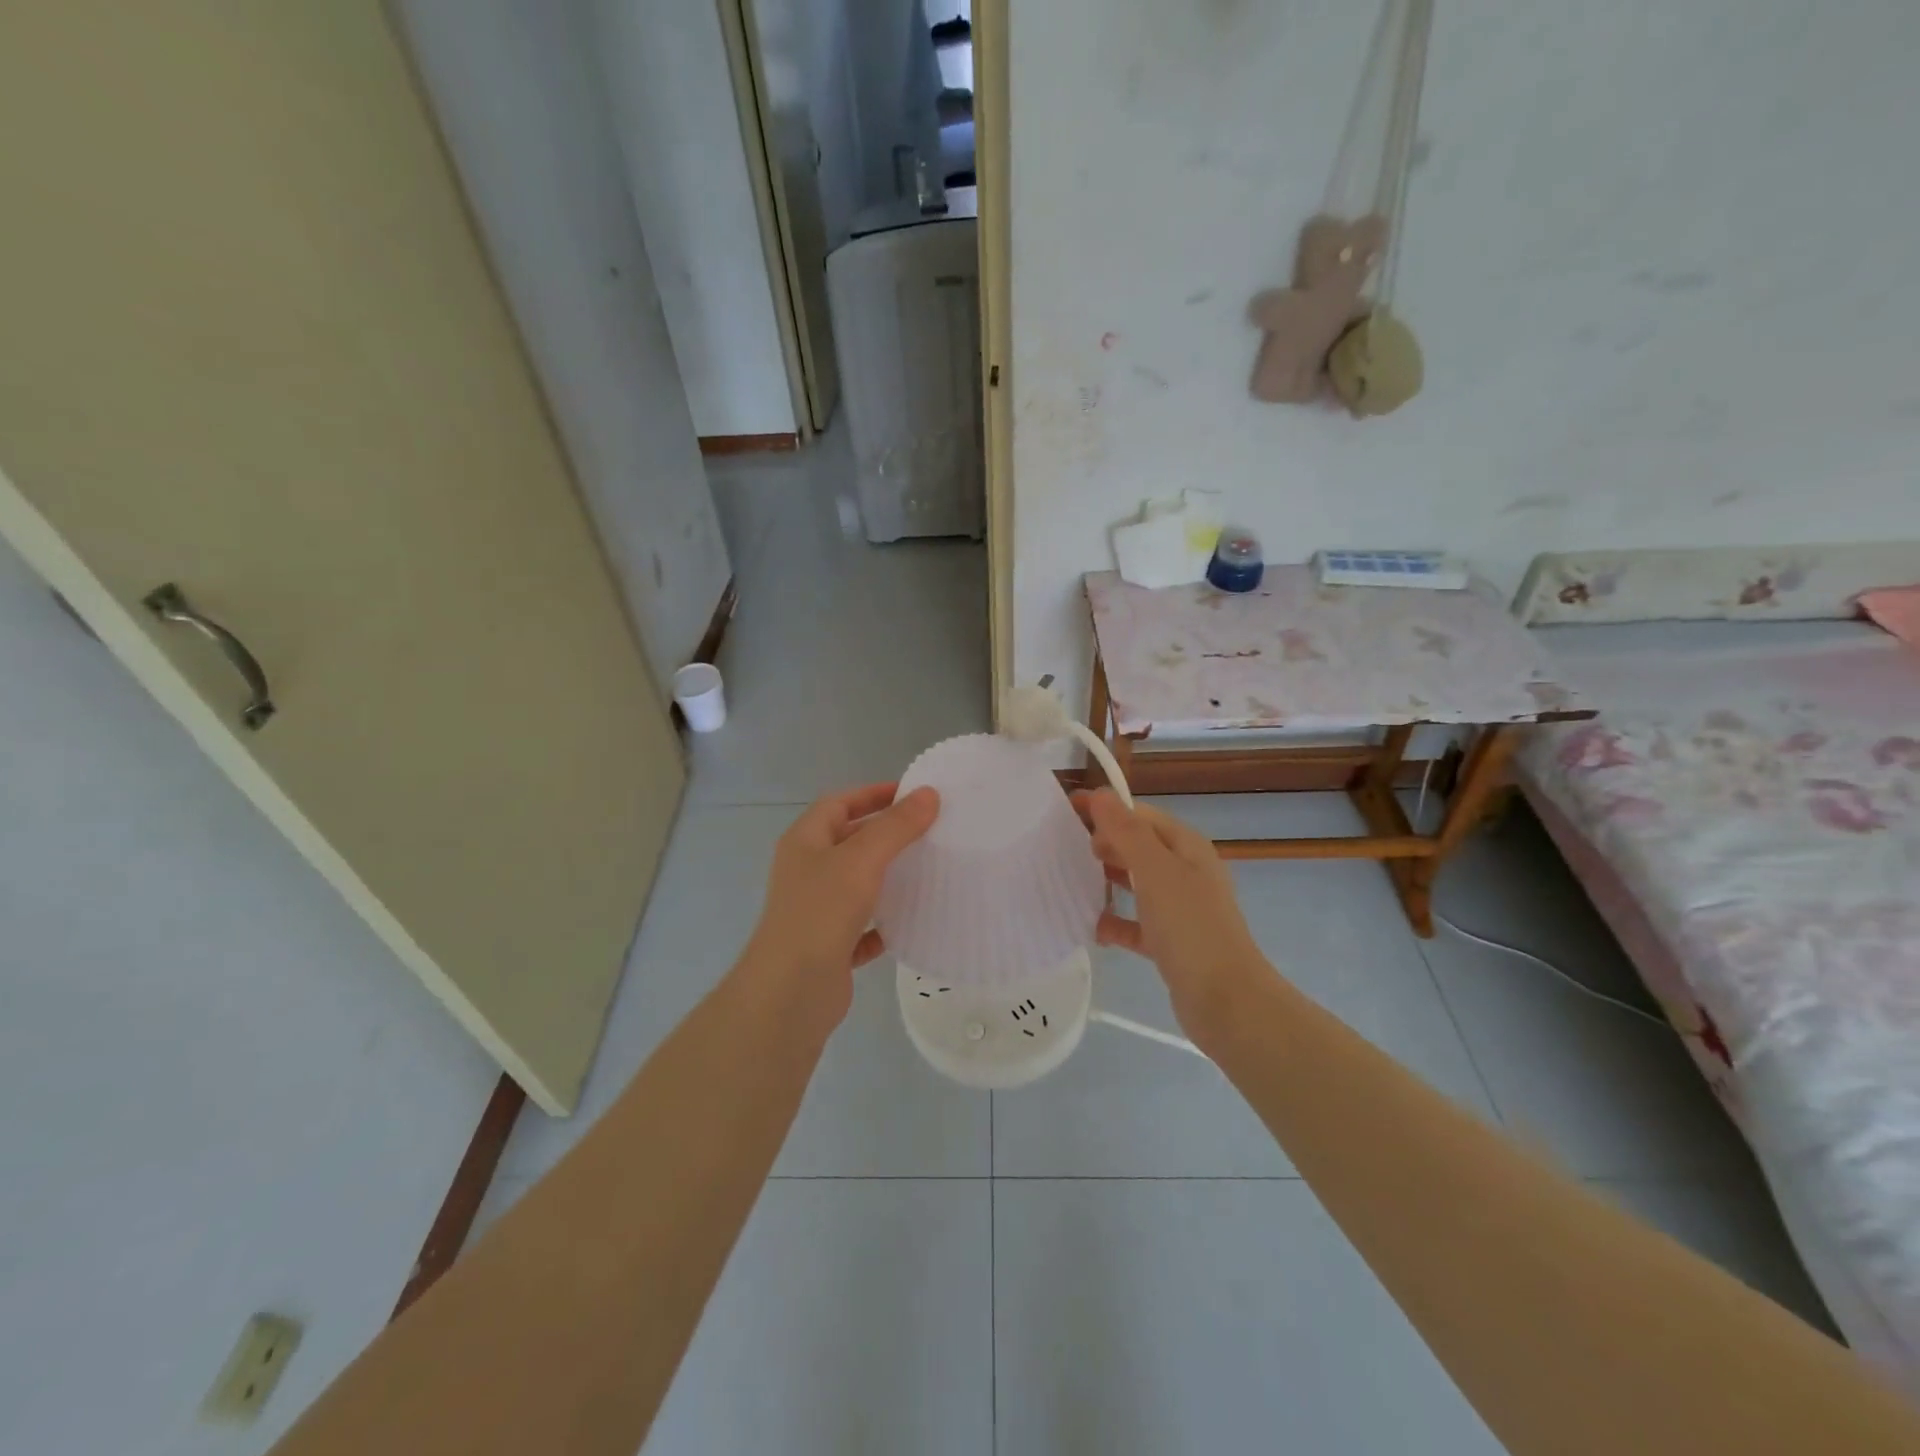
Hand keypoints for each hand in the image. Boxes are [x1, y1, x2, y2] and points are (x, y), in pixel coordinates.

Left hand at [742, 783, 939, 1024]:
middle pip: (849, 841)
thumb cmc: (821, 913)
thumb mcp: (861, 860)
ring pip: (857, 884)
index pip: (839, 803)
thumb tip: (928, 794)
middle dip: (886, 834)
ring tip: (929, 870)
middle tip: (929, 830)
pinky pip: (862, 926)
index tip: (913, 794)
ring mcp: (817, 910)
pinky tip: (911, 922)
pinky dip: (884, 922)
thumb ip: (895, 826)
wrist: (790, 993)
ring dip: (888, 876)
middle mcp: (807, 871)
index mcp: (805, 842)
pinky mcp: (830, 946)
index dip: (873, 794)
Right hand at [1075, 789, 1267, 1030]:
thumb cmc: (1190, 926)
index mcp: (1186, 847)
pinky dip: (1116, 922)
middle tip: (1065, 851)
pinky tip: (1092, 928)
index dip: (1105, 810)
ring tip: (1071, 883)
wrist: (1226, 1000)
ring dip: (1106, 881)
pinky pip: (1136, 923)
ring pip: (1136, 884)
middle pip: (1138, 847)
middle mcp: (1186, 872)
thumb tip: (1100, 794)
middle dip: (1104, 844)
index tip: (1066, 811)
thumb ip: (1126, 831)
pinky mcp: (1171, 942)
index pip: (1140, 815)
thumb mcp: (1155, 870)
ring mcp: (1180, 908)